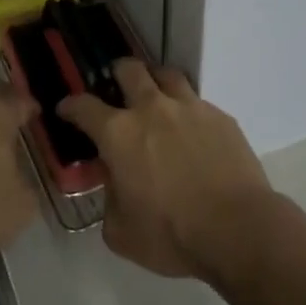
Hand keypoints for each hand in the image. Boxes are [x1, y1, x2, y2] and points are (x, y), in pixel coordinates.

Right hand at [59, 60, 274, 281]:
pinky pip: (198, 102)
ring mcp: (190, 108)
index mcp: (119, 134)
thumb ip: (110, 200)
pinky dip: (188, 111)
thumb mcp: (121, 232)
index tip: (66, 108)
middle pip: (128, 69)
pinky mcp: (220, 117)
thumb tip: (115, 184)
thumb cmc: (172, 235)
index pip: (83, 106)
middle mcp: (151, 109)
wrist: (239, 230)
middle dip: (117, 74)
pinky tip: (192, 131)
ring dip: (155, 82)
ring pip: (166, 74)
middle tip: (117, 89)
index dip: (70, 105)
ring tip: (156, 97)